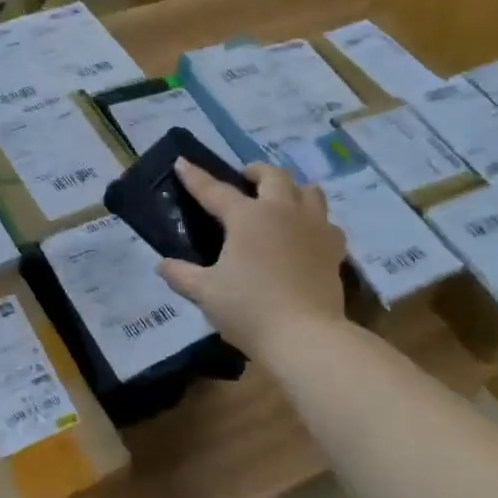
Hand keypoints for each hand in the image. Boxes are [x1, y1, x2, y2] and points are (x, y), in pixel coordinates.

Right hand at [157, 160, 346, 358]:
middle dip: (256, 172)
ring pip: (309, 191)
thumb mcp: (206, 293)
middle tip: (245, 180)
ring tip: (281, 201)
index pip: (214, 190)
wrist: (305, 335)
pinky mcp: (334, 249)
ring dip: (292, 190)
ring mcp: (313, 228)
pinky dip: (315, 222)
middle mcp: (282, 211)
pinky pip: (328, 223)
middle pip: (273, 176)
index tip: (182, 162)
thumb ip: (182, 275)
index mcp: (247, 217)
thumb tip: (162, 264)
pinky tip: (307, 236)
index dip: (195, 177)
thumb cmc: (249, 308)